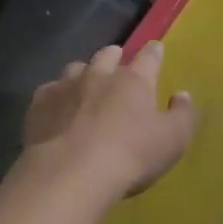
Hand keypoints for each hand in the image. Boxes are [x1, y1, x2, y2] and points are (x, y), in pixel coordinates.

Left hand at [24, 41, 196, 197]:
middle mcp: (100, 75)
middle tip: (117, 63)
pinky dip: (55, 96)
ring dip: (83, 74)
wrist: (70, 174)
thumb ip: (183, 114)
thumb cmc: (130, 155)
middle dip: (114, 57)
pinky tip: (56, 109)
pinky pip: (49, 91)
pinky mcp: (39, 104)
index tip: (155, 49)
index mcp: (134, 80)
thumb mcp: (173, 140)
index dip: (154, 52)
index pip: (149, 57)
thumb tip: (182, 95)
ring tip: (84, 86)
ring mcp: (66, 86)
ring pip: (76, 69)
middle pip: (107, 55)